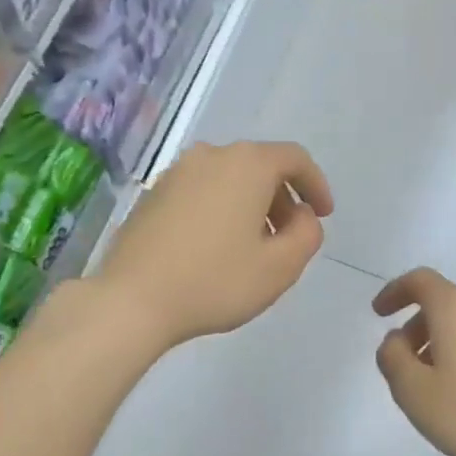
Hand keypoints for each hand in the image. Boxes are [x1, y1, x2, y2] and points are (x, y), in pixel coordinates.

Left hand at [98, 140, 333, 349]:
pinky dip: (219, 211)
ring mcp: (175, 174)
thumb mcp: (280, 268)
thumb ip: (307, 235)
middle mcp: (210, 156)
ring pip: (227, 180)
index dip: (316, 185)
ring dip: (249, 206)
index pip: (294, 159)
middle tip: (288, 238)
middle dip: (282, 199)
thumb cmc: (215, 282)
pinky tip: (214, 250)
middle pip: (259, 167)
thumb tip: (303, 217)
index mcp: (247, 165)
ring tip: (252, 248)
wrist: (132, 300)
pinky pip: (200, 194)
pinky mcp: (151, 196)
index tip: (322, 215)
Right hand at [374, 267, 455, 455]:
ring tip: (430, 381)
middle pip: (443, 302)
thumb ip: (392, 358)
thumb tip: (395, 340)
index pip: (420, 281)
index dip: (394, 292)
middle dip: (416, 326)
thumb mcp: (412, 390)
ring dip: (440, 341)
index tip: (379, 314)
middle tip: (402, 362)